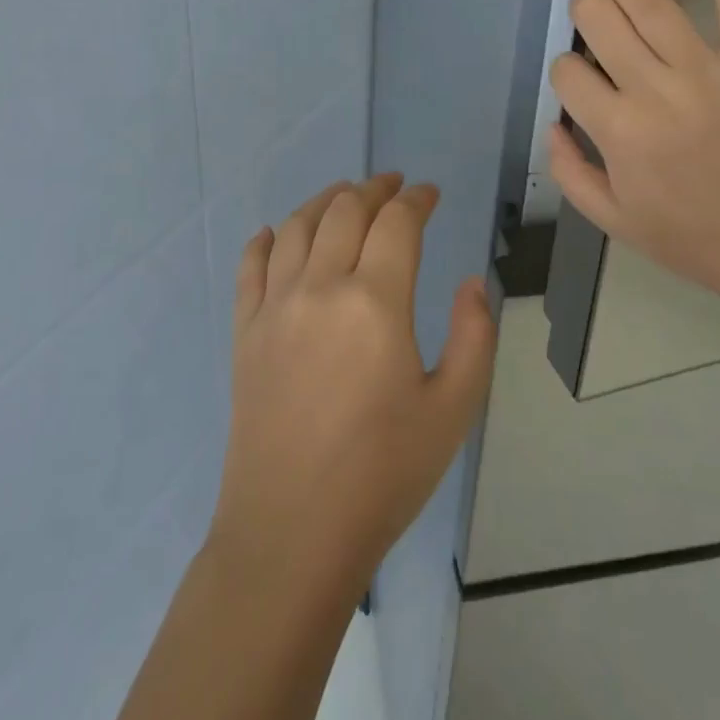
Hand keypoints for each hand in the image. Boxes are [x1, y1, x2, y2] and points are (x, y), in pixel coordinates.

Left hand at [207, 175, 495, 604]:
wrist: (292, 533)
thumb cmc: (383, 474)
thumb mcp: (454, 409)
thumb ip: (475, 335)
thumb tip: (469, 282)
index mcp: (375, 302)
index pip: (397, 223)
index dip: (417, 200)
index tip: (430, 195)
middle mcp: (320, 288)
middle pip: (344, 212)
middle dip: (374, 189)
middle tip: (393, 186)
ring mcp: (274, 308)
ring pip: (295, 227)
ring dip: (324, 201)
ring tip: (344, 196)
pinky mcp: (244, 333)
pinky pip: (250, 266)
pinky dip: (264, 239)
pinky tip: (273, 232)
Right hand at [548, 0, 719, 320]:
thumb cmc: (692, 239)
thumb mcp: (612, 220)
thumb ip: (569, 171)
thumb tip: (554, 123)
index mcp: (617, 130)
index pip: (567, 70)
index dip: (564, 69)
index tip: (578, 81)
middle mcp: (654, 88)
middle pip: (599, 19)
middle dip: (583, 9)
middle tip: (587, 13)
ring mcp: (706, 69)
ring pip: (651, 2)